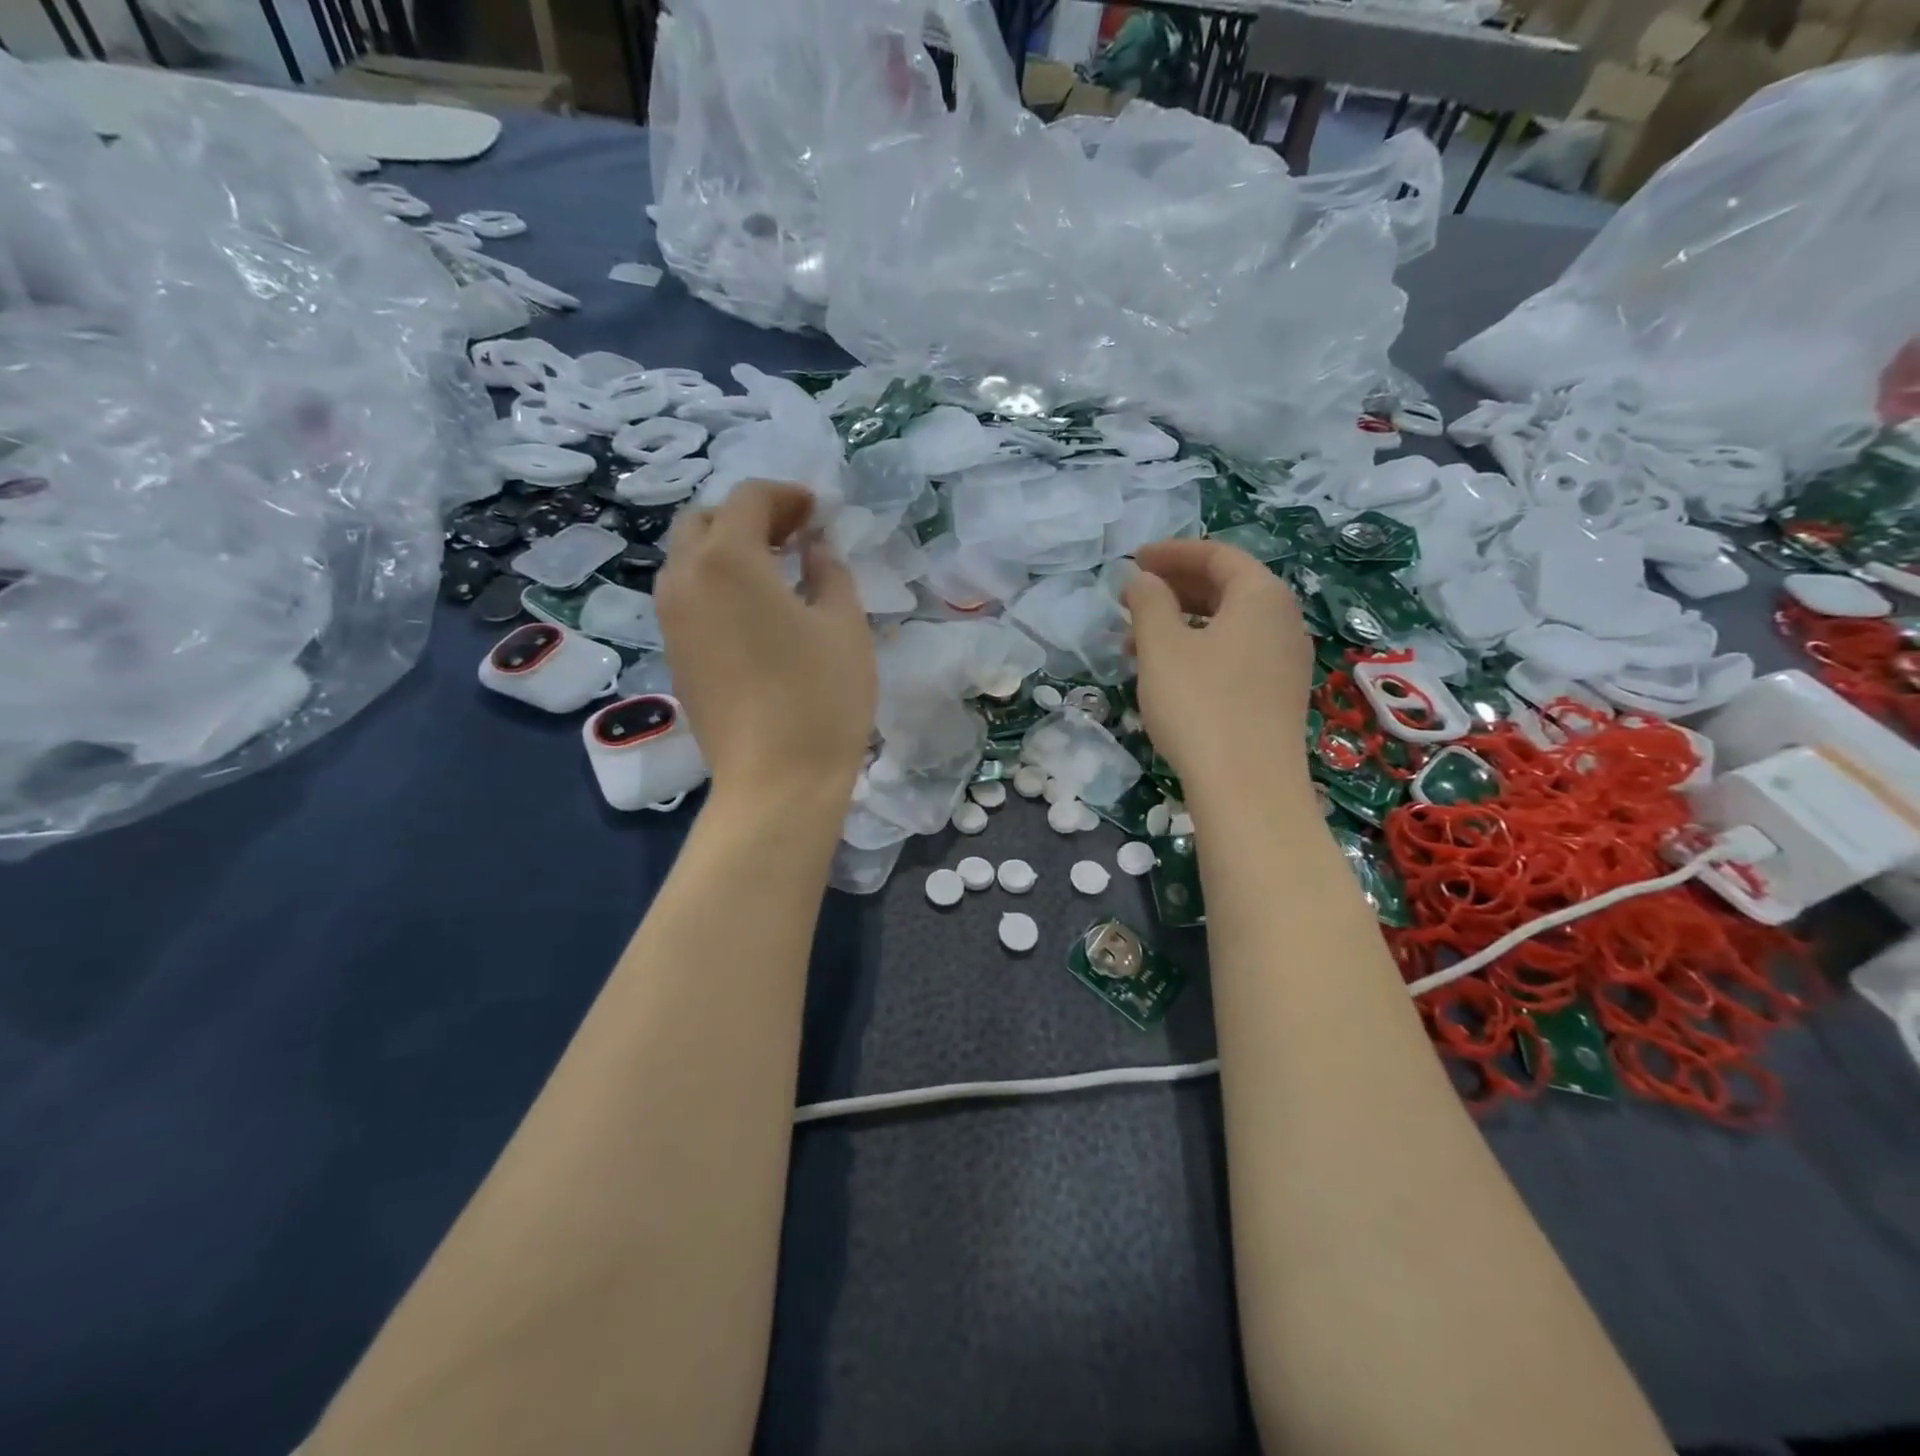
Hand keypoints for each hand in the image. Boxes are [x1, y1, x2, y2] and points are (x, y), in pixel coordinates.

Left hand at [657, 481, 875, 804]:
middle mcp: (684, 579)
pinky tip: (755, 609)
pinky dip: (716, 583)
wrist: (775, 780)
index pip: (748, 499)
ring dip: (727, 549)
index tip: (818, 511)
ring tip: (775, 570)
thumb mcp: (844, 624)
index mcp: (727, 560)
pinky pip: (687, 596)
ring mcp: (670, 620)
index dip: (786, 496)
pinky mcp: (672, 654)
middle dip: (748, 516)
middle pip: (704, 521)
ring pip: (689, 559)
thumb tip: (813, 548)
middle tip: (794, 535)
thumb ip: (829, 571)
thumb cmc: (821, 697)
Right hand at [1123, 539, 1314, 801]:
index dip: (1172, 553)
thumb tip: (1141, 579)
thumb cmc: (1200, 704)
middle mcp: (1283, 621)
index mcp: (1261, 596)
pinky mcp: (1278, 696)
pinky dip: (1199, 650)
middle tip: (1130, 600)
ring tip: (1136, 643)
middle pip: (1226, 588)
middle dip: (1174, 589)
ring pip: (1228, 625)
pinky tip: (1168, 674)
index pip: (1217, 555)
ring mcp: (1285, 661)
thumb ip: (1148, 602)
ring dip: (1182, 623)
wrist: (1248, 787)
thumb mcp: (1162, 646)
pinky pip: (1235, 654)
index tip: (1133, 561)